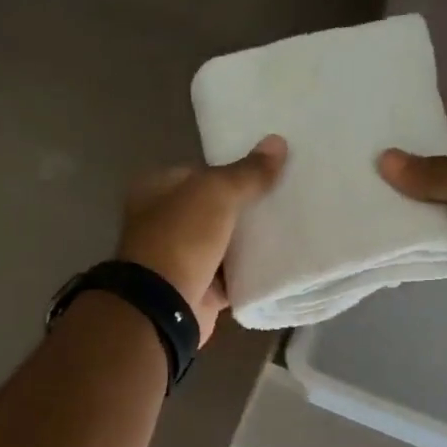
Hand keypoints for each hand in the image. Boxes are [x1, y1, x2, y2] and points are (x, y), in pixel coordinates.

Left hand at [117, 135, 286, 343]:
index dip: (231, 172)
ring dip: (249, 241)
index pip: (199, 172)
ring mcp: (179, 258)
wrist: (164, 305)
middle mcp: (163, 222)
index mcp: (156, 190)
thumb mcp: (216, 193)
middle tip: (285, 200)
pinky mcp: (198, 288)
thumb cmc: (181, 237)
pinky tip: (281, 261)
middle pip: (213, 209)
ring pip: (223, 243)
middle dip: (244, 207)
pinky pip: (231, 275)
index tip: (268, 173)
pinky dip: (250, 271)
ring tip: (291, 227)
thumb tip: (278, 142)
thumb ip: (248, 172)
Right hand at [378, 104, 446, 347]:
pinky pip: (434, 236)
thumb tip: (384, 160)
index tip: (385, 114)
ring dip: (404, 197)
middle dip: (410, 158)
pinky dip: (409, 232)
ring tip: (353, 183)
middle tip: (356, 150)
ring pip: (437, 200)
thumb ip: (442, 172)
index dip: (434, 115)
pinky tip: (371, 222)